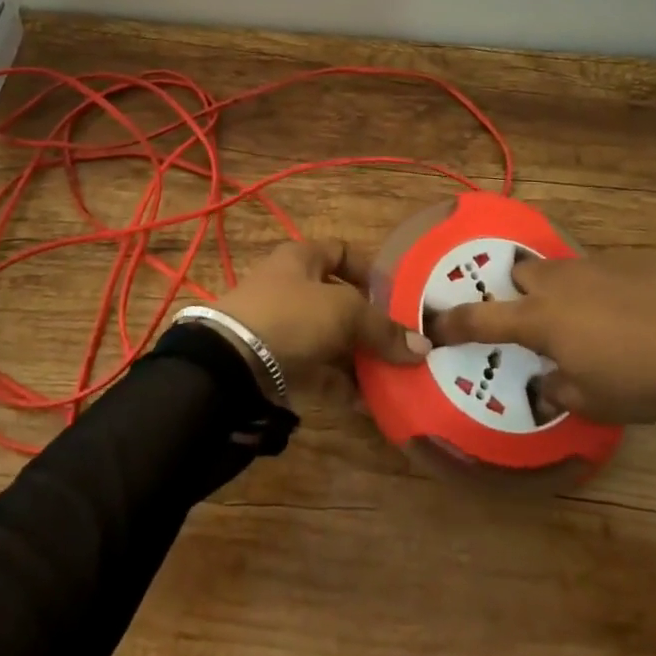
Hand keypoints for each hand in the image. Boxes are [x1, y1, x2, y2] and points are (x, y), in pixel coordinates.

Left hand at [211, 240, 430, 382]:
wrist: (232, 362)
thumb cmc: (291, 315)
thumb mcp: (344, 312)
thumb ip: (384, 329)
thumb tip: (423, 347)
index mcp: (301, 258)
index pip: (342, 252)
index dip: (369, 270)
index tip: (397, 295)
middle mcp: (291, 286)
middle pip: (339, 300)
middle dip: (370, 323)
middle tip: (401, 343)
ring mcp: (282, 325)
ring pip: (330, 338)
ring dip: (358, 358)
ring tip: (392, 377)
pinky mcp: (277, 362)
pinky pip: (318, 370)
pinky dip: (341, 384)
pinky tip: (368, 403)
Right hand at [429, 252, 655, 423]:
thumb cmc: (640, 375)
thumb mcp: (595, 401)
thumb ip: (558, 390)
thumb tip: (545, 382)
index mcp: (540, 320)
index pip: (481, 319)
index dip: (453, 322)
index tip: (433, 322)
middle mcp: (557, 285)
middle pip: (520, 276)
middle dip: (518, 295)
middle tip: (534, 322)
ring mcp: (592, 267)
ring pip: (558, 272)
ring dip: (559, 292)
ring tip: (586, 321)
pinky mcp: (626, 261)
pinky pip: (595, 272)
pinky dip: (597, 291)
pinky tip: (626, 314)